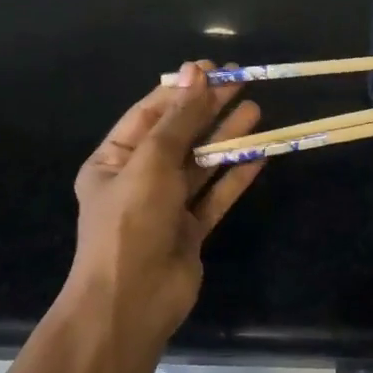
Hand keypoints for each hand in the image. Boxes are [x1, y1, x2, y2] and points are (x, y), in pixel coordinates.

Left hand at [68, 62, 264, 346]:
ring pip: (201, 164)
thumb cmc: (132, 223)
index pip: (150, 113)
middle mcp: (138, 180)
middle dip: (209, 109)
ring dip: (226, 138)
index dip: (182, 89)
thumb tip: (196, 73)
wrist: (131, 303)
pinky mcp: (190, 230)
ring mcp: (166, 207)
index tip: (214, 69)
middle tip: (243, 82)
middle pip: (179, 135)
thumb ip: (178, 119)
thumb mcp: (151, 162)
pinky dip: (235, 175)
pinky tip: (259, 153)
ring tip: (256, 110)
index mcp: (113, 160)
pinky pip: (215, 195)